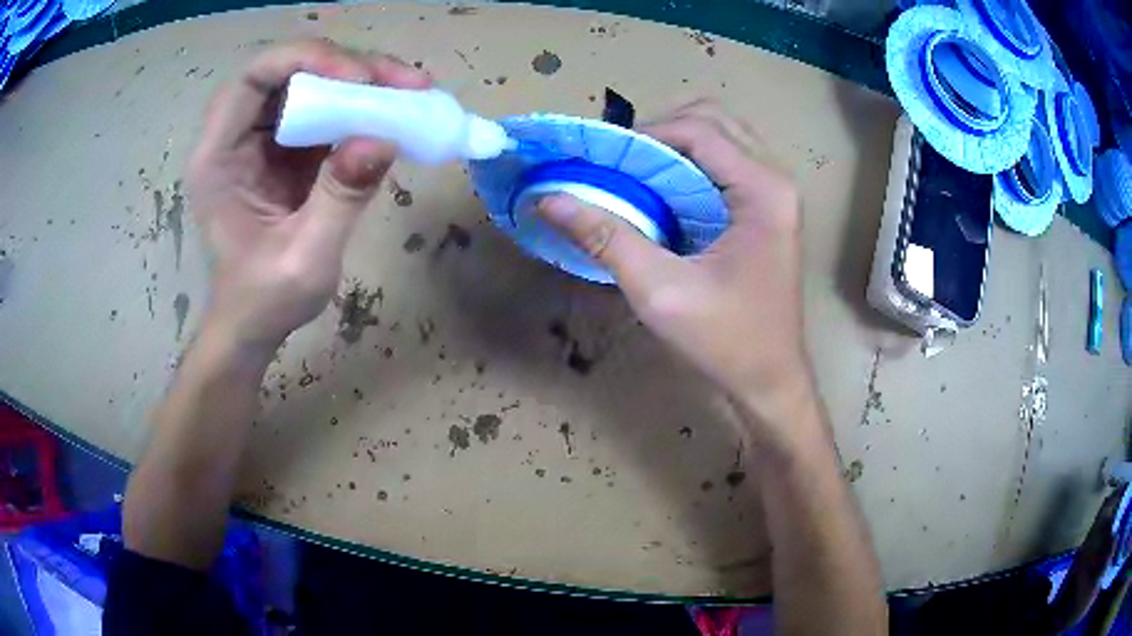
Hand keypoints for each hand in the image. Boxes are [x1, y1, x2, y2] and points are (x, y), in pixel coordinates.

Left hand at [187, 39, 429, 349]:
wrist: (253, 324)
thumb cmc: (264, 301)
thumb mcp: (304, 260)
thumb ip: (339, 200)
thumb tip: (383, 138)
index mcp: (218, 157)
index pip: (254, 77)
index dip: (307, 61)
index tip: (359, 79)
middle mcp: (236, 135)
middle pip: (291, 70)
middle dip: (349, 66)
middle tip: (405, 81)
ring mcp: (263, 139)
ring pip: (313, 83)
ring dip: (364, 81)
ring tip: (411, 91)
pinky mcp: (288, 148)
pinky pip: (326, 109)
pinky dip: (363, 104)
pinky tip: (396, 111)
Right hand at [539, 101, 809, 421]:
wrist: (769, 381)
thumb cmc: (725, 341)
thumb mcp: (659, 291)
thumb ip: (605, 238)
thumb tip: (549, 198)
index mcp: (763, 191)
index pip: (699, 130)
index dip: (645, 134)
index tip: (602, 160)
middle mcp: (775, 180)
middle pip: (713, 122)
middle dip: (660, 133)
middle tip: (620, 165)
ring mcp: (774, 195)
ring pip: (719, 139)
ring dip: (672, 148)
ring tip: (633, 177)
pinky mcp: (766, 211)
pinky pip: (723, 166)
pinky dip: (687, 168)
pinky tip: (659, 196)